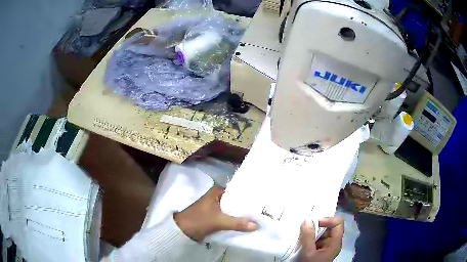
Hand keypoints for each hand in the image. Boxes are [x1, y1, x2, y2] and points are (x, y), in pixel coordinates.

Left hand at [174, 185, 257, 241]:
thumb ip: (237, 223)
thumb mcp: (219, 221)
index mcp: (216, 191)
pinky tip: (246, 222)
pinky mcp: (214, 215)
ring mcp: (215, 206)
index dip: (248, 196)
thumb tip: (256, 225)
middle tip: (262, 209)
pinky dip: (235, 219)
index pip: (237, 190)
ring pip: (232, 209)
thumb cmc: (198, 220)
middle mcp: (216, 196)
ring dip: (241, 214)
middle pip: (235, 200)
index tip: (261, 200)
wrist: (182, 231)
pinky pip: (228, 216)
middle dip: (246, 206)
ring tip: (257, 216)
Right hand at [300, 217, 343, 261]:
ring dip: (312, 231)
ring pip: (322, 233)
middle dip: (318, 225)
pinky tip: (302, 237)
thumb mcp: (308, 252)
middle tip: (305, 224)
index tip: (314, 222)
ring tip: (302, 231)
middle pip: (330, 227)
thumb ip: (308, 237)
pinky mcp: (320, 249)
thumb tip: (306, 220)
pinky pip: (317, 238)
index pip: (338, 223)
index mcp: (335, 242)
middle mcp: (333, 242)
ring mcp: (326, 246)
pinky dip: (310, 236)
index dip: (328, 220)